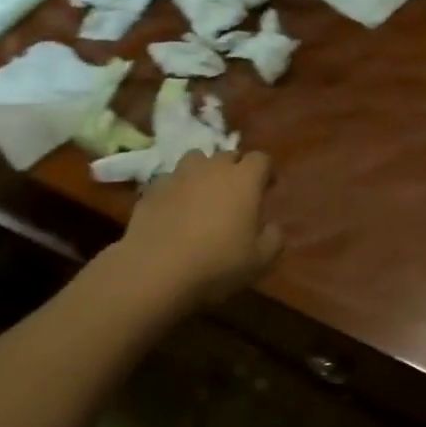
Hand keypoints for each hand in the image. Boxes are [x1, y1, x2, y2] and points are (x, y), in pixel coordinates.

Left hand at [117, 150, 283, 309]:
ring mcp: (179, 175)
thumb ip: (274, 238)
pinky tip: (174, 211)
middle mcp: (212, 168)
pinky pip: (169, 181)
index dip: (266, 172)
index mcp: (244, 179)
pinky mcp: (152, 189)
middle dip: (235, 170)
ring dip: (203, 172)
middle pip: (228, 155)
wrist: (156, 270)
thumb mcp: (260, 261)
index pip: (261, 159)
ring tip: (203, 195)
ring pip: (196, 160)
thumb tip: (273, 227)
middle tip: (236, 195)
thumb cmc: (217, 263)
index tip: (267, 188)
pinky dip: (176, 190)